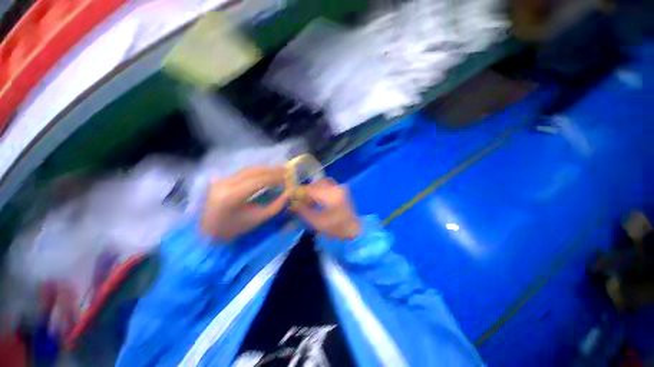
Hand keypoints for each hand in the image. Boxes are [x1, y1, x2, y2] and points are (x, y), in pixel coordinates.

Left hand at [202, 167, 288, 240]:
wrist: (208, 232)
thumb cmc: (234, 229)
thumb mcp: (258, 219)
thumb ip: (276, 205)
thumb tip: (289, 193)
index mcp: (232, 196)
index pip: (258, 181)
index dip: (276, 178)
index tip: (289, 178)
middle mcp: (224, 184)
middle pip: (253, 171)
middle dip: (272, 171)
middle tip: (287, 171)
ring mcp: (221, 180)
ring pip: (248, 169)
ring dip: (266, 169)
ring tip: (280, 171)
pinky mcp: (222, 179)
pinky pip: (243, 172)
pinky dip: (258, 171)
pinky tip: (267, 172)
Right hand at [292, 179, 361, 239]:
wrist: (355, 230)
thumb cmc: (337, 229)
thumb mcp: (317, 222)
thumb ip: (303, 211)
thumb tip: (292, 203)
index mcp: (332, 196)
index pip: (311, 189)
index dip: (300, 192)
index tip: (292, 198)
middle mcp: (337, 188)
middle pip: (316, 184)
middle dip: (307, 191)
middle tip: (300, 200)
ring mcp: (340, 188)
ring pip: (322, 183)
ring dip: (313, 190)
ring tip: (309, 201)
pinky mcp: (342, 190)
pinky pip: (327, 185)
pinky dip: (320, 190)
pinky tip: (317, 200)